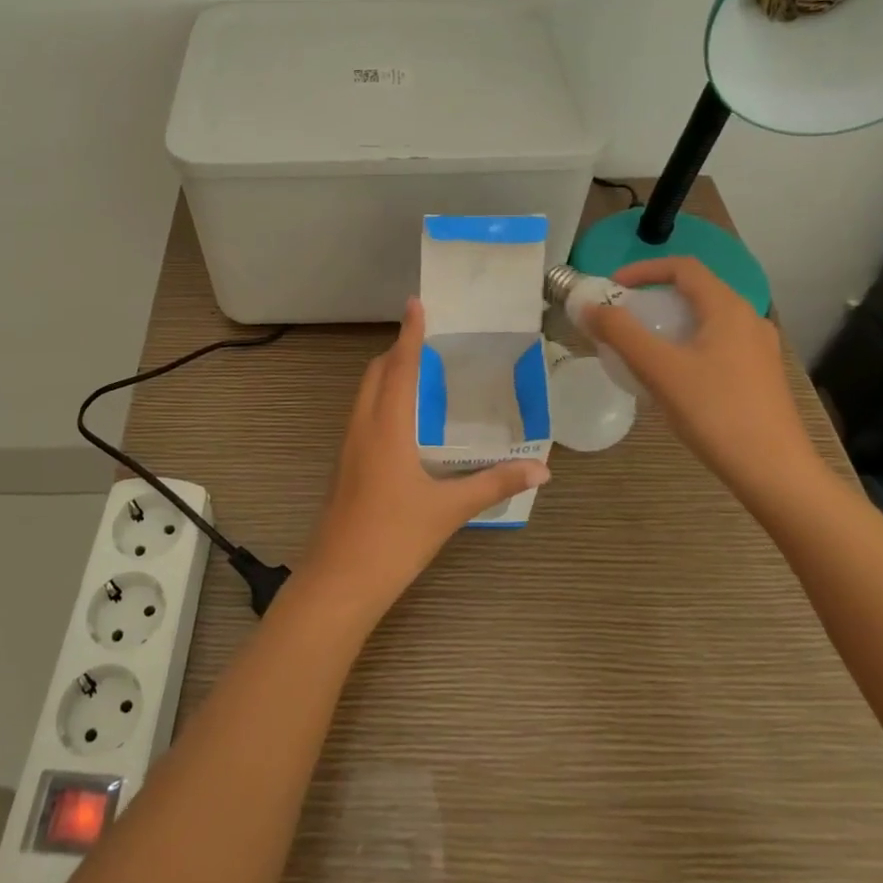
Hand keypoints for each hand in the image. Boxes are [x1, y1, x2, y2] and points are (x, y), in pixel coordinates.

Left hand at [300, 297, 548, 620]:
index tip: (416, 303)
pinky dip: (381, 401)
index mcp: (386, 427)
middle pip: (375, 374)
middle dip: (397, 352)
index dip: (409, 334)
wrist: (340, 579)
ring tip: (418, 373)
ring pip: (365, 395)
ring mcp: (348, 447)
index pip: (399, 367)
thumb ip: (494, 483)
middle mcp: (362, 427)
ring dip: (387, 376)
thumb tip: (541, 469)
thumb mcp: (449, 510)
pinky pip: (362, 416)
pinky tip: (403, 422)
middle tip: (427, 341)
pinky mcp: (345, 466)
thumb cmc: (394, 538)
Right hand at [582, 257, 823, 499]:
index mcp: (728, 308)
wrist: (774, 472)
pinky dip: (686, 345)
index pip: (683, 267)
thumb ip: (620, 333)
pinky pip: (716, 344)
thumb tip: (588, 307)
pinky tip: (670, 377)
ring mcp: (758, 349)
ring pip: (705, 320)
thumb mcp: (659, 369)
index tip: (612, 288)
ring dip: (668, 323)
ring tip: (640, 348)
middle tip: (621, 319)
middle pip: (694, 292)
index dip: (643, 269)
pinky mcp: (759, 376)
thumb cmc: (715, 412)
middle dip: (652, 298)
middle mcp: (749, 320)